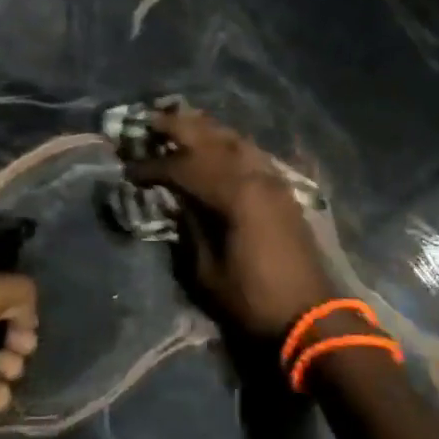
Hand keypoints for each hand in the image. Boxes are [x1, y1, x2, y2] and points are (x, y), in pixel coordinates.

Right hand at [124, 106, 336, 337]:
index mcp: (234, 195)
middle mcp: (255, 176)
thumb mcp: (206, 271)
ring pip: (234, 140)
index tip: (128, 170)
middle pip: (211, 139)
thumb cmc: (252, 298)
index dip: (152, 167)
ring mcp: (273, 180)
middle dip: (177, 127)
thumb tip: (175, 200)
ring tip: (179, 122)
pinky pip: (251, 153)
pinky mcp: (282, 190)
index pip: (183, 167)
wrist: (310, 317)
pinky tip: (217, 144)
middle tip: (148, 120)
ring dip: (204, 129)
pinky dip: (229, 143)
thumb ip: (189, 227)